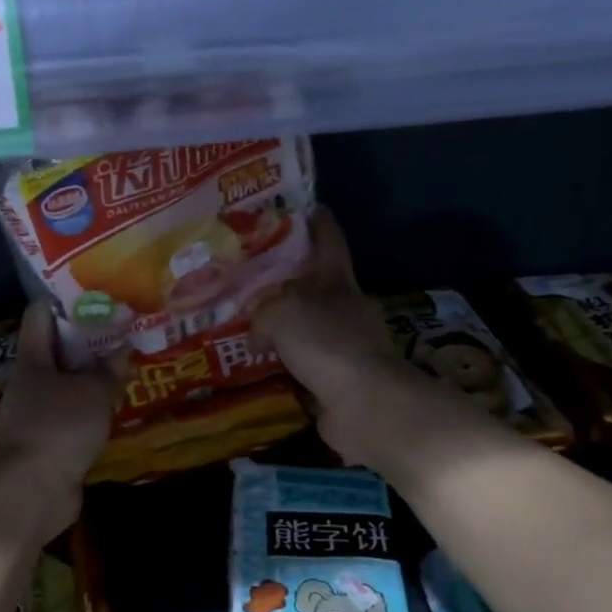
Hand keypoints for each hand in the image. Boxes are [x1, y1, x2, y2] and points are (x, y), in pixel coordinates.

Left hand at [0, 301, 120, 539]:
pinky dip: (92, 406)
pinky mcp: (50, 440)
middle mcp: (31, 381)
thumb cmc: (58, 428)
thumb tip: (121, 348)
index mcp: (33, 359)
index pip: (40, 314)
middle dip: (89, 338)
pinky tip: (117, 404)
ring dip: (93, 375)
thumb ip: (108, 370)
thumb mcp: (92, 393)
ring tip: (127, 363)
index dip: (65, 299)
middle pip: (58, 348)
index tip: (97, 291)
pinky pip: (74, 413)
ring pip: (68, 382)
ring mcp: (38, 412)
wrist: (30, 493)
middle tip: (124, 328)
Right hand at [252, 207, 428, 465]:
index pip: (328, 242)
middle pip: (314, 286)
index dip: (317, 222)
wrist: (365, 405)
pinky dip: (286, 364)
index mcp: (338, 282)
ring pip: (308, 328)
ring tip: (247, 327)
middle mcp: (346, 309)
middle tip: (249, 280)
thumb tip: (257, 327)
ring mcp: (347, 347)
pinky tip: (260, 366)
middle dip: (286, 282)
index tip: (303, 207)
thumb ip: (262, 311)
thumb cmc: (326, 343)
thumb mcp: (281, 314)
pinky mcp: (340, 382)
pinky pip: (305, 365)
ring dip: (284, 328)